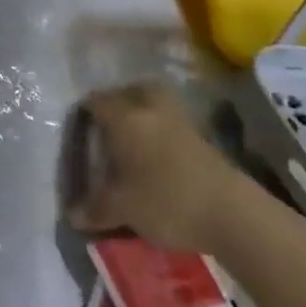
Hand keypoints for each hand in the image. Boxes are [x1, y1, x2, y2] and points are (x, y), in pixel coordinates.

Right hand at [65, 82, 243, 253]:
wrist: (232, 213)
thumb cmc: (167, 202)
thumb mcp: (124, 208)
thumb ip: (96, 208)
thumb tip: (73, 216)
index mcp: (125, 118)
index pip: (96, 102)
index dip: (84, 113)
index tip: (77, 130)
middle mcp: (150, 109)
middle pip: (130, 91)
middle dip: (117, 102)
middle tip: (107, 125)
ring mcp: (180, 120)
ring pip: (154, 102)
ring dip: (142, 112)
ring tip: (132, 137)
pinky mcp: (202, 137)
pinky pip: (171, 120)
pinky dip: (160, 128)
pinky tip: (156, 153)